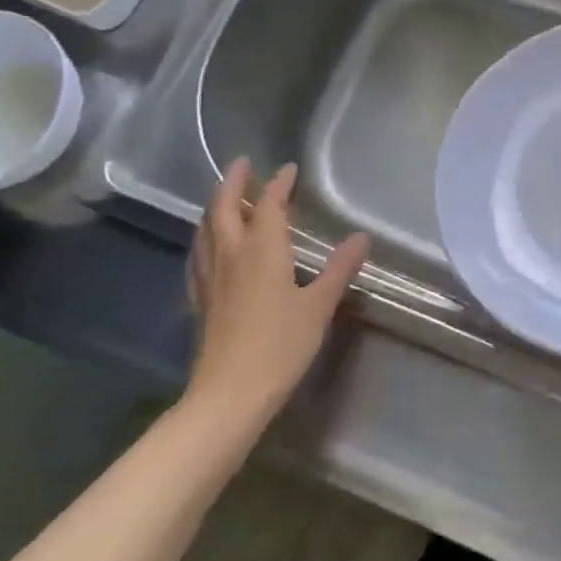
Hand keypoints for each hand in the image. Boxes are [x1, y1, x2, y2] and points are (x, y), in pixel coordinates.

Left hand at [183, 158, 369, 440]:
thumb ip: (339, 269)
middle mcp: (231, 255)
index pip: (269, 205)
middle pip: (224, 208)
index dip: (278, 184)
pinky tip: (209, 246)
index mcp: (262, 250)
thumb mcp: (319, 306)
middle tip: (242, 165)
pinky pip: (199, 254)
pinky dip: (205, 236)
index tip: (288, 169)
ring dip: (215, 206)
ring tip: (226, 197)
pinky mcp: (199, 299)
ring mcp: (210, 277)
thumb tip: (362, 237)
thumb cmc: (280, 346)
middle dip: (233, 183)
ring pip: (206, 229)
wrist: (229, 395)